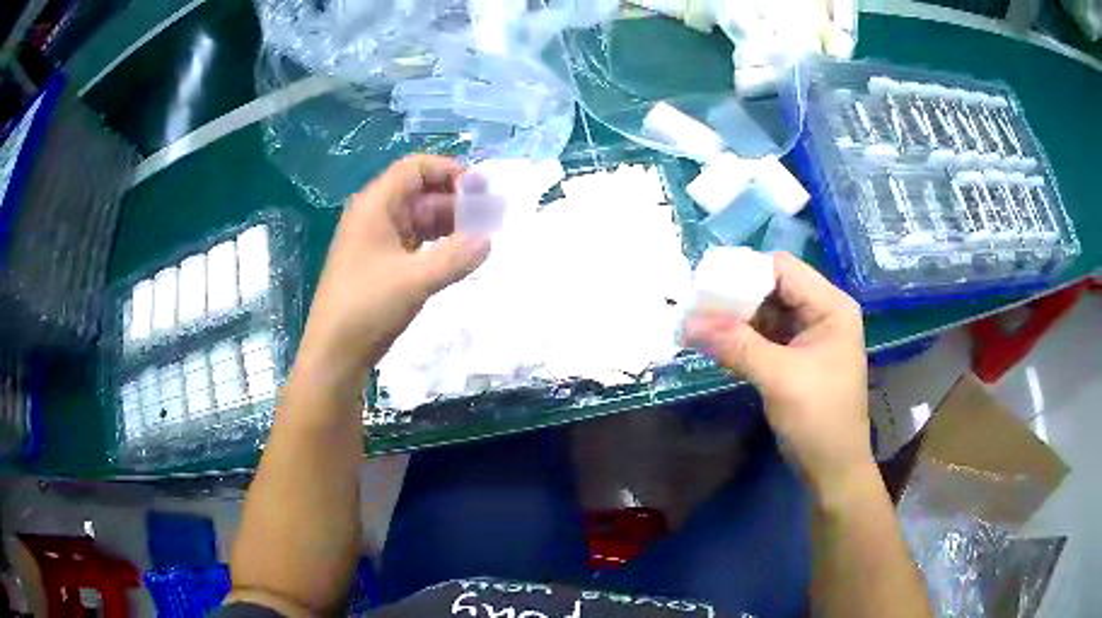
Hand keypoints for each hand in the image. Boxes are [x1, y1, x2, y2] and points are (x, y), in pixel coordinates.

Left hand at [296, 155, 490, 385]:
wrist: (335, 353)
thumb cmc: (367, 307)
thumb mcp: (415, 280)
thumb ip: (456, 257)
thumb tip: (488, 240)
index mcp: (375, 206)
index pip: (415, 169)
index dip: (448, 171)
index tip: (481, 189)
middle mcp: (374, 216)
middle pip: (420, 192)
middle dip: (456, 200)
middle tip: (491, 217)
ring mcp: (377, 241)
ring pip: (419, 219)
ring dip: (449, 223)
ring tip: (482, 236)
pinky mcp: (381, 264)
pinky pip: (414, 242)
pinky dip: (438, 244)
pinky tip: (459, 255)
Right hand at [684, 252, 871, 497]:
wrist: (833, 468)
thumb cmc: (818, 419)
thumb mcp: (779, 378)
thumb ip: (735, 345)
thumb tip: (687, 323)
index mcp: (831, 306)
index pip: (783, 269)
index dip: (744, 272)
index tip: (706, 287)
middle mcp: (822, 312)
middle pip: (773, 287)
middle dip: (736, 297)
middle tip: (696, 307)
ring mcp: (809, 334)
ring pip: (766, 311)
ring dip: (735, 318)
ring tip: (699, 324)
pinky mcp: (796, 356)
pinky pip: (765, 335)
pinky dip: (741, 338)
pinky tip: (716, 344)